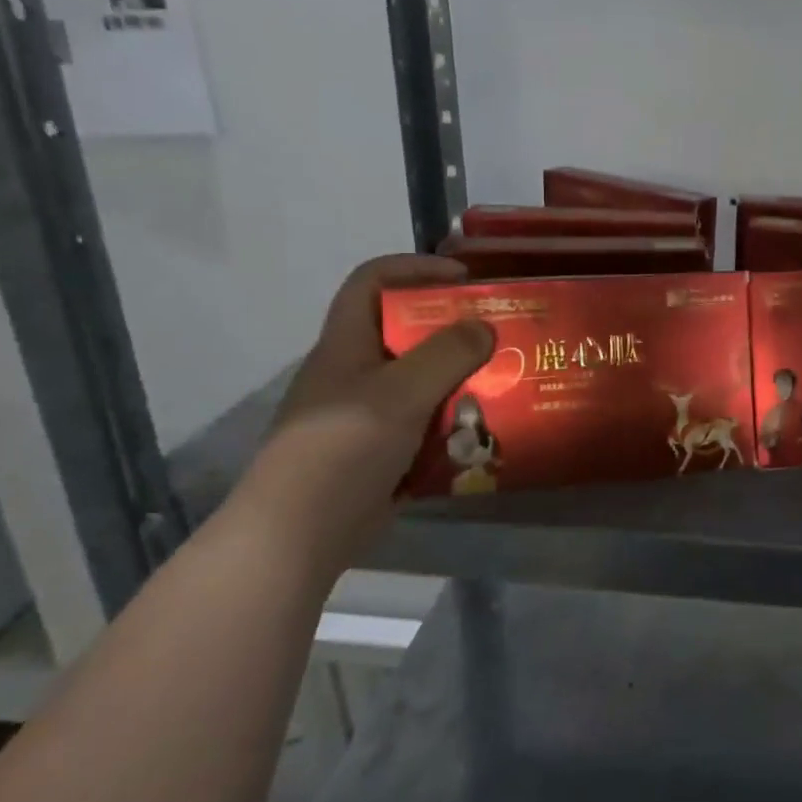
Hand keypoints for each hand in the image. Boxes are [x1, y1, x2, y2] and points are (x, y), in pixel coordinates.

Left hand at [231, 255, 491, 580]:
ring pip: (419, 381)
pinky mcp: (378, 451)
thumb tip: (485, 326)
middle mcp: (353, 372)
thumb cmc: (344, 447)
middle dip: (452, 330)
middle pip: (404, 331)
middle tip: (498, 336)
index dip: (415, 268)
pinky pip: (423, 423)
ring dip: (458, 380)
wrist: (298, 533)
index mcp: (346, 344)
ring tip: (502, 384)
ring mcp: (364, 414)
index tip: (464, 279)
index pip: (372, 281)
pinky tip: (483, 433)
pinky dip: (452, 422)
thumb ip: (446, 354)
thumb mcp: (400, 393)